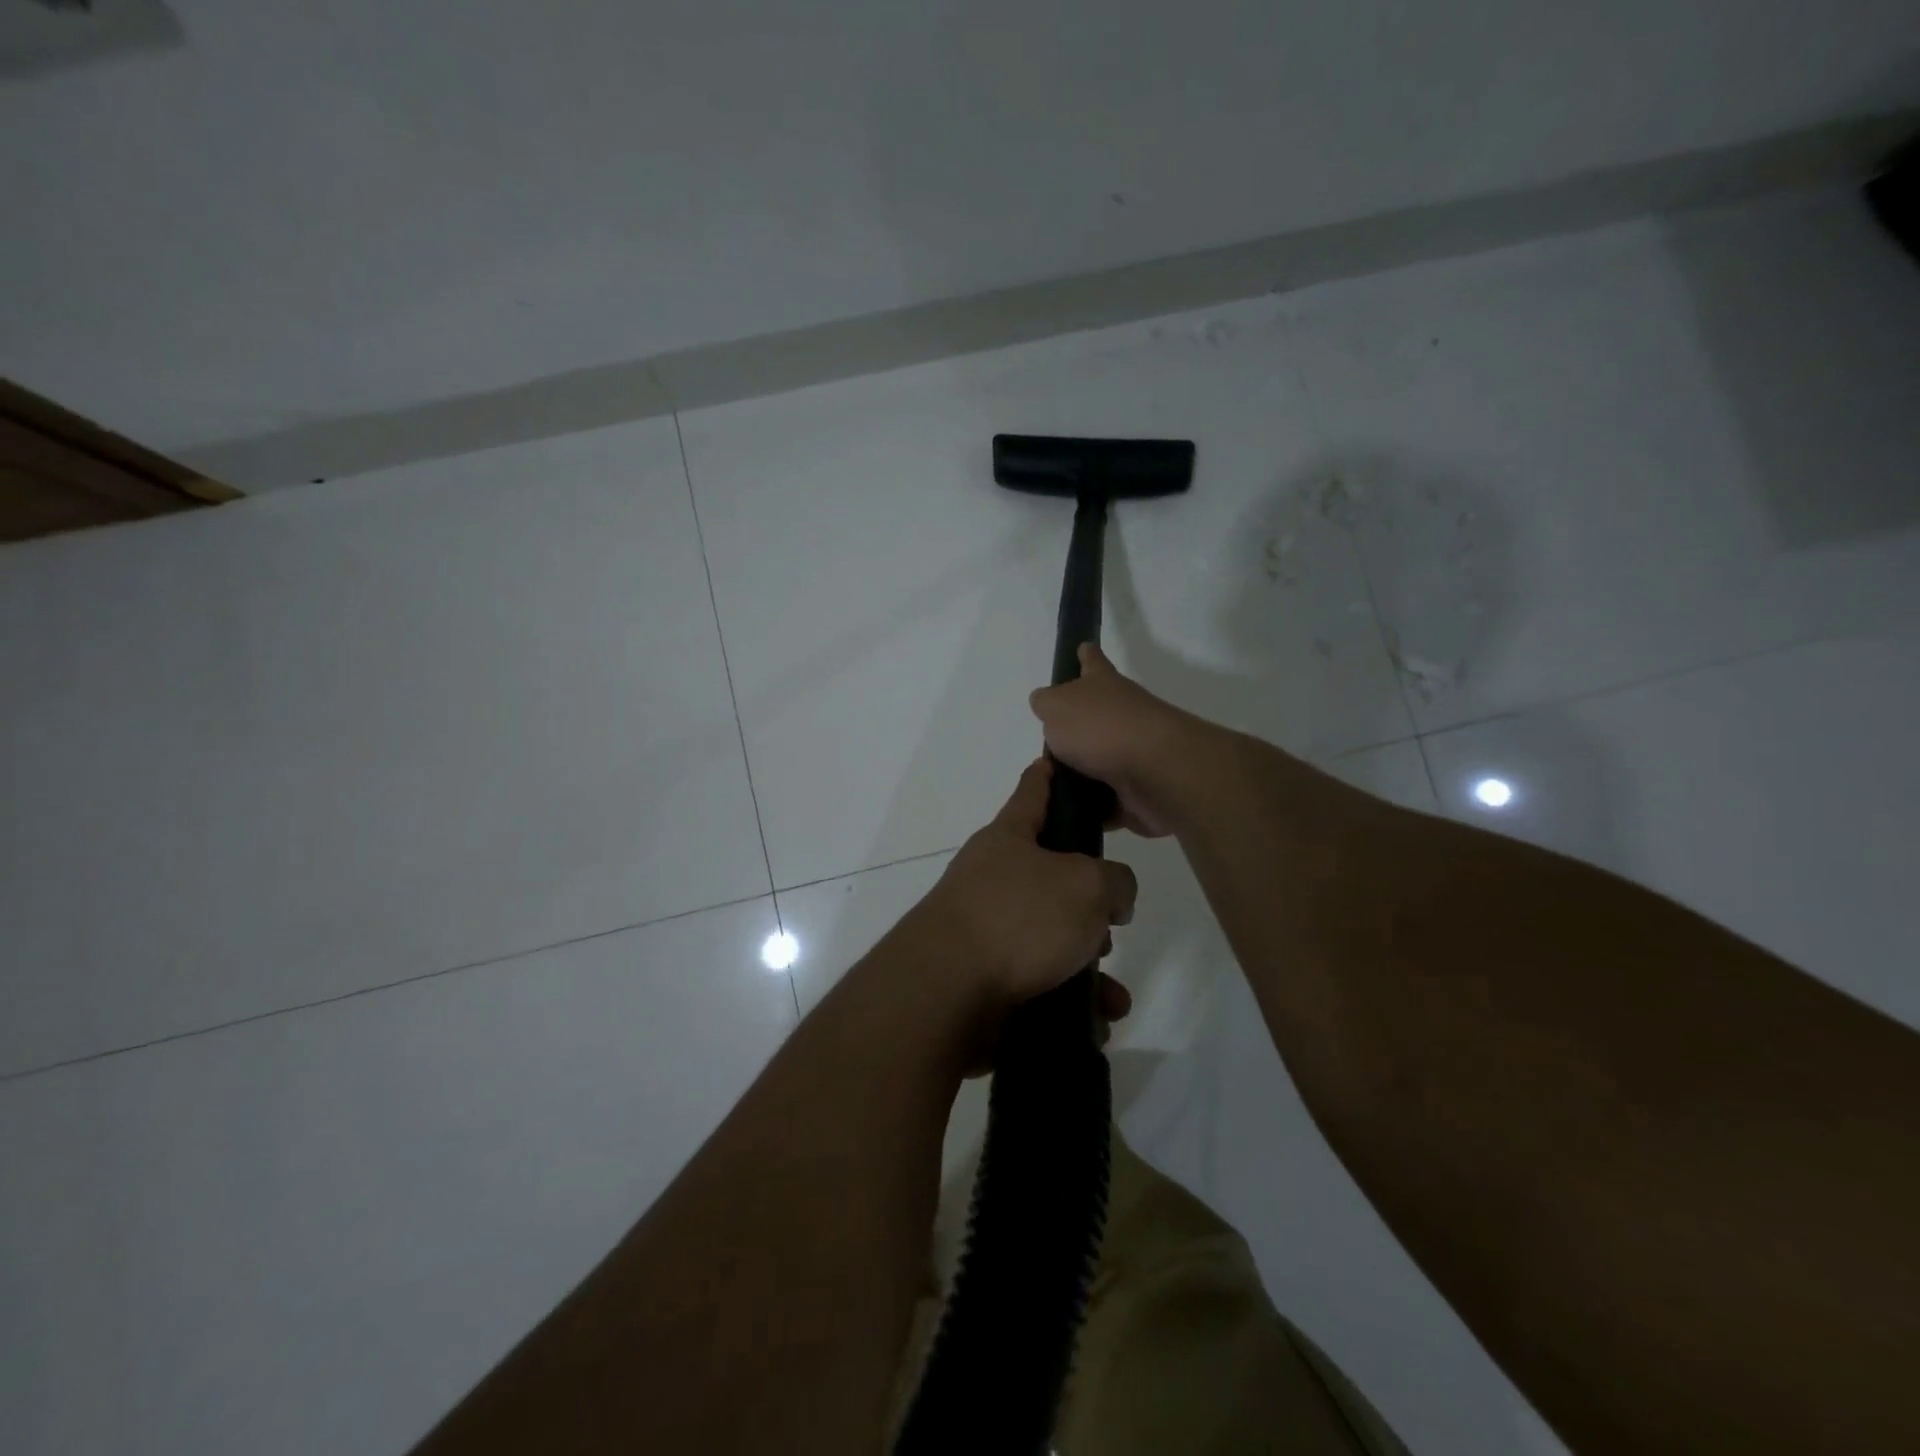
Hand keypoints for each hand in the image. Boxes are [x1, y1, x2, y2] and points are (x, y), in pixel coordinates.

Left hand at [898, 758, 1136, 1041]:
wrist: (945, 993)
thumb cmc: (1018, 918)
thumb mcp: (1086, 885)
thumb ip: (1115, 881)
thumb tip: (1112, 899)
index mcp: (1010, 837)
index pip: (1035, 788)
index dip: (1054, 772)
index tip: (1064, 758)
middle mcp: (993, 877)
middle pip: (1052, 874)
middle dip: (1090, 901)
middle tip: (1112, 921)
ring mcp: (986, 928)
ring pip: (1052, 937)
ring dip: (1087, 963)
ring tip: (1110, 991)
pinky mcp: (985, 978)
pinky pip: (1040, 982)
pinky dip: (1069, 1001)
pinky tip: (1095, 1023)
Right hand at [1029, 644, 1207, 837]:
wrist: (1156, 773)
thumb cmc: (1102, 729)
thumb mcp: (1057, 707)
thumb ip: (1046, 704)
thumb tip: (1045, 704)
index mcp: (1103, 687)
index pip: (1092, 663)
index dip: (1085, 656)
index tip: (1083, 648)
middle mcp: (1122, 716)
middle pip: (1094, 719)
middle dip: (1074, 731)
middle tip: (1046, 746)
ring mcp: (1133, 755)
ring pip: (1098, 764)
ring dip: (1079, 776)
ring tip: (1047, 789)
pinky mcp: (1137, 793)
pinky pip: (1106, 803)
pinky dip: (1091, 810)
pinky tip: (1068, 817)